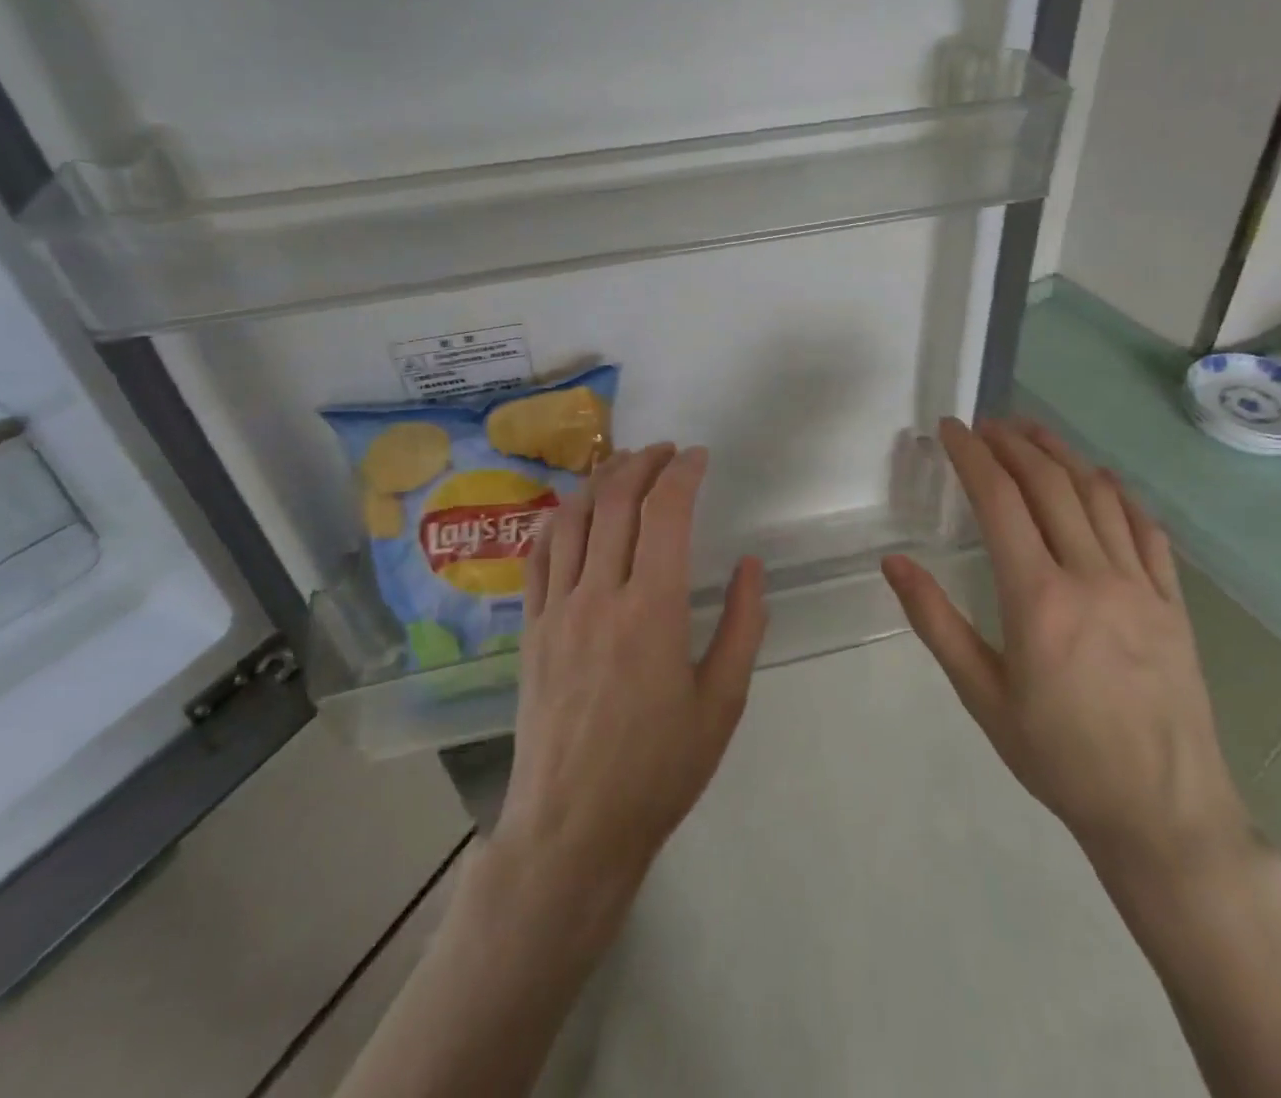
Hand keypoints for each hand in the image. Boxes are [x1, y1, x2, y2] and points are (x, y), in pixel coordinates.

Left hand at [494, 445, 767, 917]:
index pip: (665, 512)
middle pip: (615, 501)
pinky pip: (537, 557)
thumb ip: (741, 627)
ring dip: (598, 481)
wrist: (573, 828)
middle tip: (664, 452)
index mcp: (652, 610)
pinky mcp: (529, 629)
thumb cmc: (659, 770)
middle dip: (641, 462)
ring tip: (621, 465)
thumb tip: (750, 566)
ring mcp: (556, 610)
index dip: (683, 473)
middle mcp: (599, 595)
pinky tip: (570, 510)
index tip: (698, 458)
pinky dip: (555, 520)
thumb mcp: (722, 703)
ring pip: (571, 518)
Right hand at [883, 418, 1247, 880]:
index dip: (971, 456)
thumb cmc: (1059, 757)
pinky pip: (1146, 529)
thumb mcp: (982, 695)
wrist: (1163, 813)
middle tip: (984, 424)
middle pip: (1049, 484)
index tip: (950, 429)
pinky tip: (1100, 479)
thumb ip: (935, 621)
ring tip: (1032, 432)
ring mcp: (1140, 585)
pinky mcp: (1173, 602)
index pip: (999, 501)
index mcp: (1038, 598)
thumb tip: (894, 562)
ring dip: (1061, 454)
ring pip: (1098, 495)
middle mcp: (1092, 576)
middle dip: (1012, 443)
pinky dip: (1117, 493)